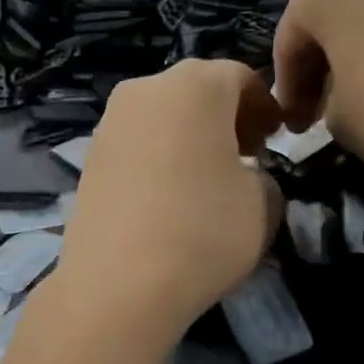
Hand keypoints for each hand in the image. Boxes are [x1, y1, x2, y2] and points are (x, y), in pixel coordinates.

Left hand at [53, 59, 282, 343]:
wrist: (117, 286)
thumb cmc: (202, 234)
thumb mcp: (264, 204)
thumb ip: (263, 176)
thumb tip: (243, 176)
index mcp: (195, 85)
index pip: (240, 78)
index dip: (264, 107)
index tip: (275, 139)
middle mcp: (144, 91)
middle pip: (194, 92)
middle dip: (223, 118)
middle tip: (243, 155)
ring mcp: (108, 126)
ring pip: (160, 119)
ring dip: (187, 139)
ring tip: (203, 181)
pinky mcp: (87, 162)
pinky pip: (134, 148)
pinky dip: (156, 160)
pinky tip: (166, 199)